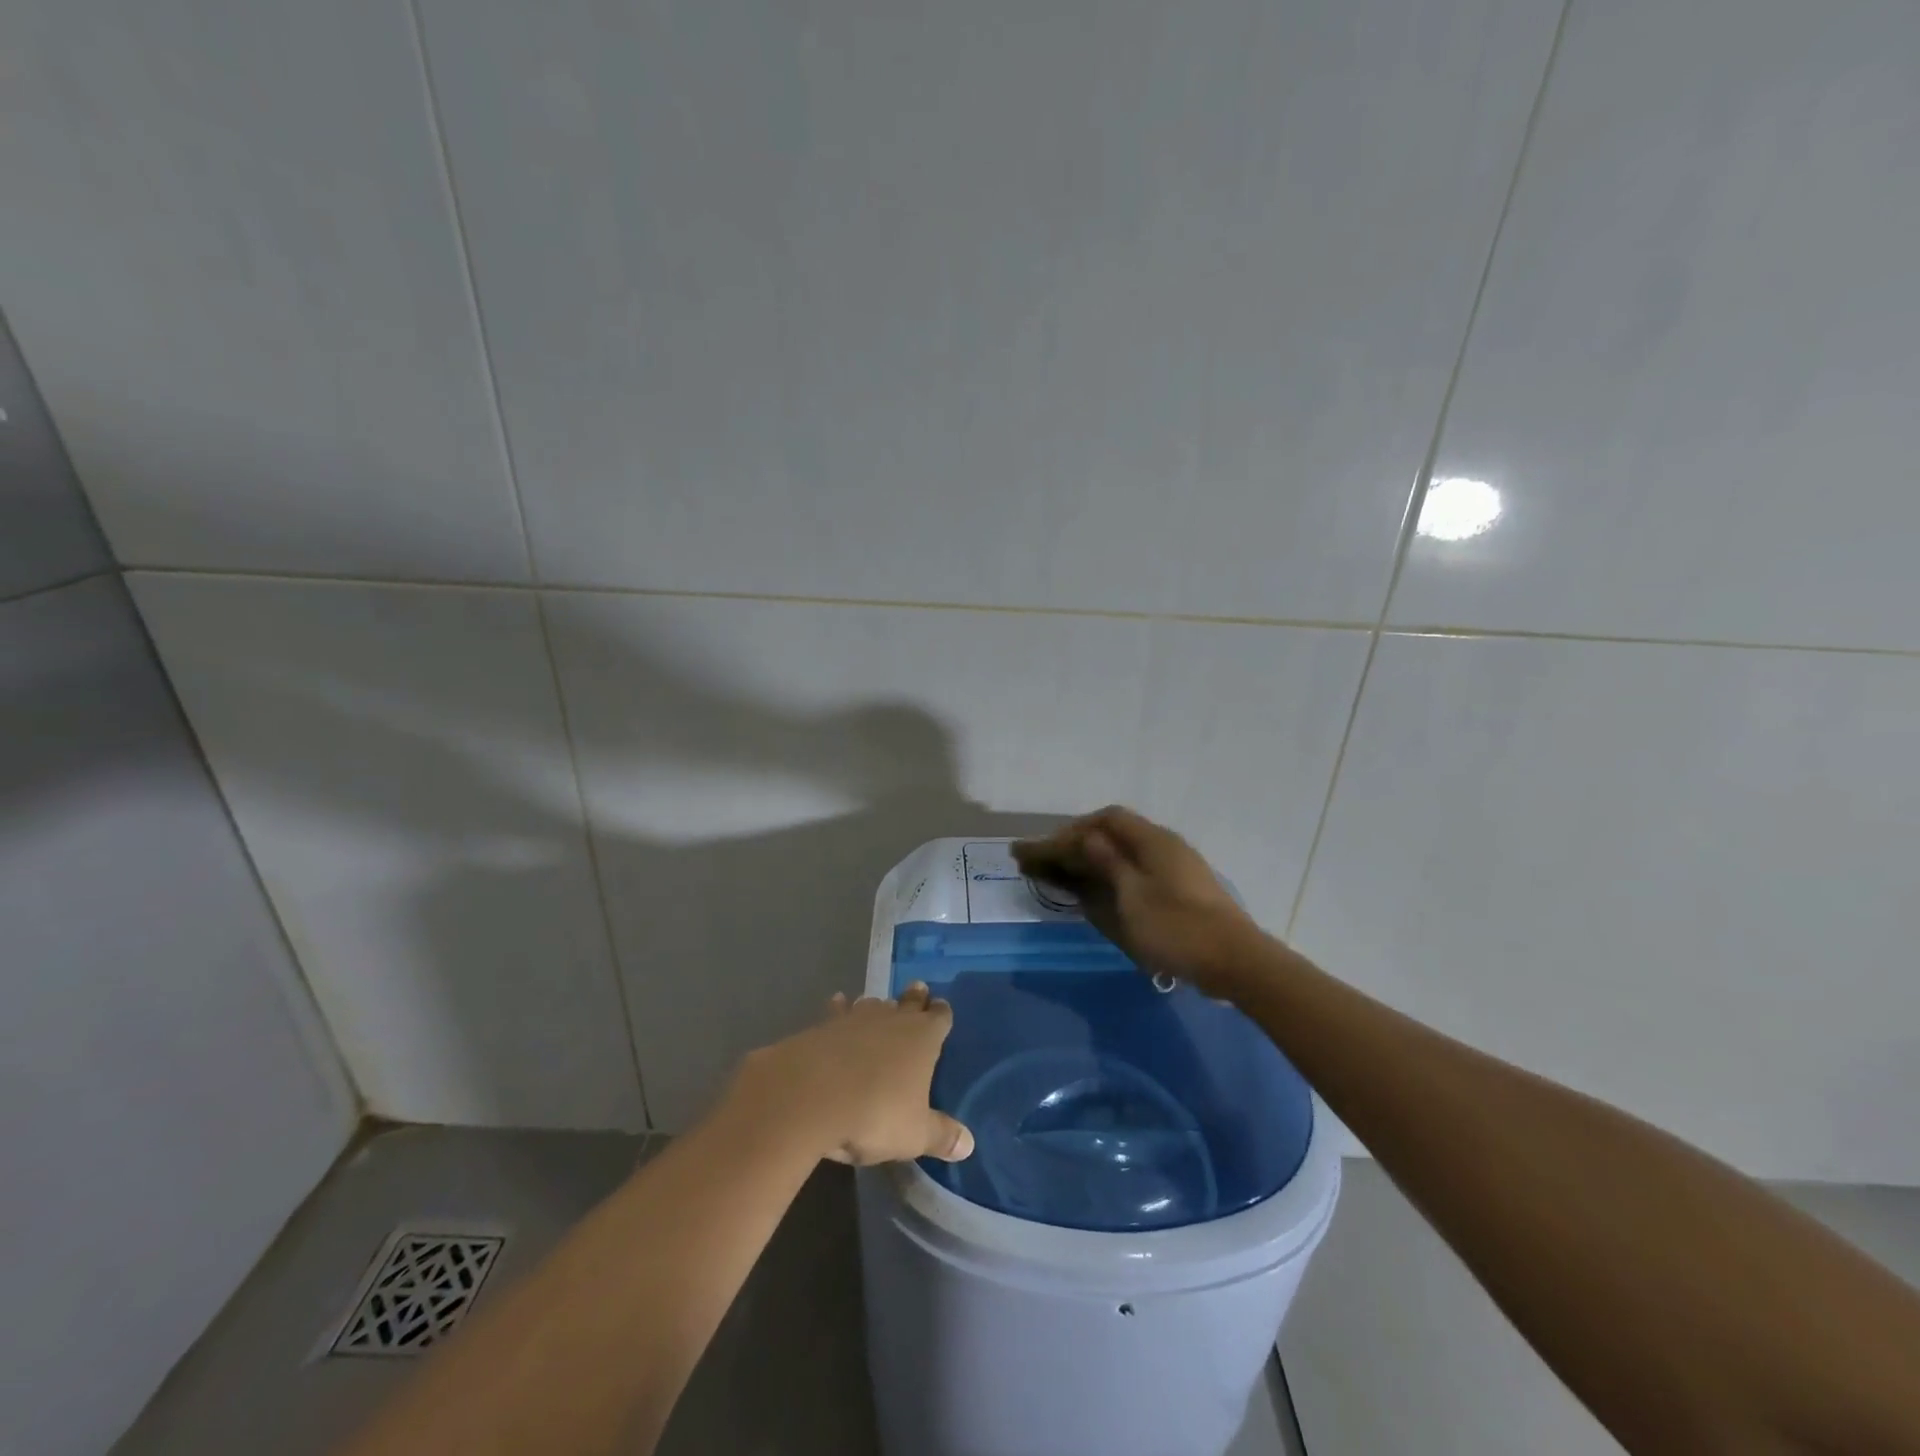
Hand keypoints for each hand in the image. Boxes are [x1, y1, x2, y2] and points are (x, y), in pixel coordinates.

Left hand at [729, 985, 973, 1166]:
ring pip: (873, 1004)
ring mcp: (857, 1018)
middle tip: (918, 989)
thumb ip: (941, 1135)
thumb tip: (968, 1144)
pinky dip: (839, 1008)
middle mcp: (893, 1019)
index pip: (940, 1017)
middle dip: (915, 998)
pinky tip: (837, 1003)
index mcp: (923, 1038)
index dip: (941, 1013)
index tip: (941, 1009)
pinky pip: (837, 1011)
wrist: (810, 1095)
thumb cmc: (875, 1113)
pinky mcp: (824, 1025)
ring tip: (879, 1006)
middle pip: (909, 1001)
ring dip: (878, 1006)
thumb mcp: (914, 1134)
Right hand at [1014, 806, 1263, 996]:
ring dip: (1094, 861)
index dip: (1075, 828)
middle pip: (1116, 834)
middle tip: (1049, 861)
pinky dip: (1112, 876)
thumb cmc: (1177, 927)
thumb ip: (1108, 862)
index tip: (1049, 847)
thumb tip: (1088, 838)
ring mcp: (1176, 868)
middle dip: (1079, 844)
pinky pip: (1137, 871)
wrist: (1235, 962)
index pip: (1108, 818)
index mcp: (1153, 840)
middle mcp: (1165, 846)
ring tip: (1066, 875)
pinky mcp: (1182, 890)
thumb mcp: (1133, 895)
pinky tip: (1100, 892)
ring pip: (1126, 854)